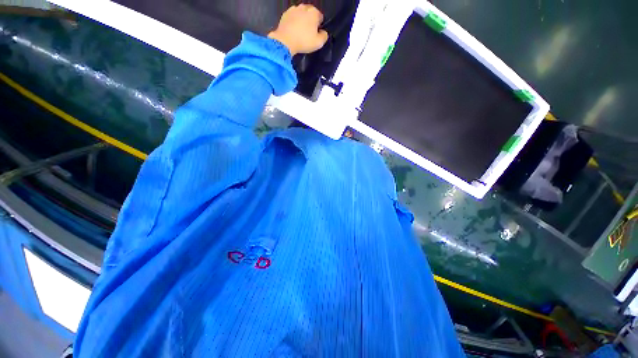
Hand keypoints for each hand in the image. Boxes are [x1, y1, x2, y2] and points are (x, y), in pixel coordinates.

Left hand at [268, 4, 328, 55]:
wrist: (285, 41)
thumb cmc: (303, 42)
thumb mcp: (319, 43)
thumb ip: (324, 36)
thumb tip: (324, 33)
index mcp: (314, 13)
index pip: (320, 17)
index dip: (319, 25)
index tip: (316, 33)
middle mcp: (304, 7)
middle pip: (310, 13)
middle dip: (310, 21)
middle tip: (308, 33)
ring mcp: (293, 9)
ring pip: (301, 14)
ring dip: (301, 20)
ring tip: (300, 32)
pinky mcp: (285, 14)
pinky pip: (292, 17)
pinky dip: (293, 22)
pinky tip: (293, 30)